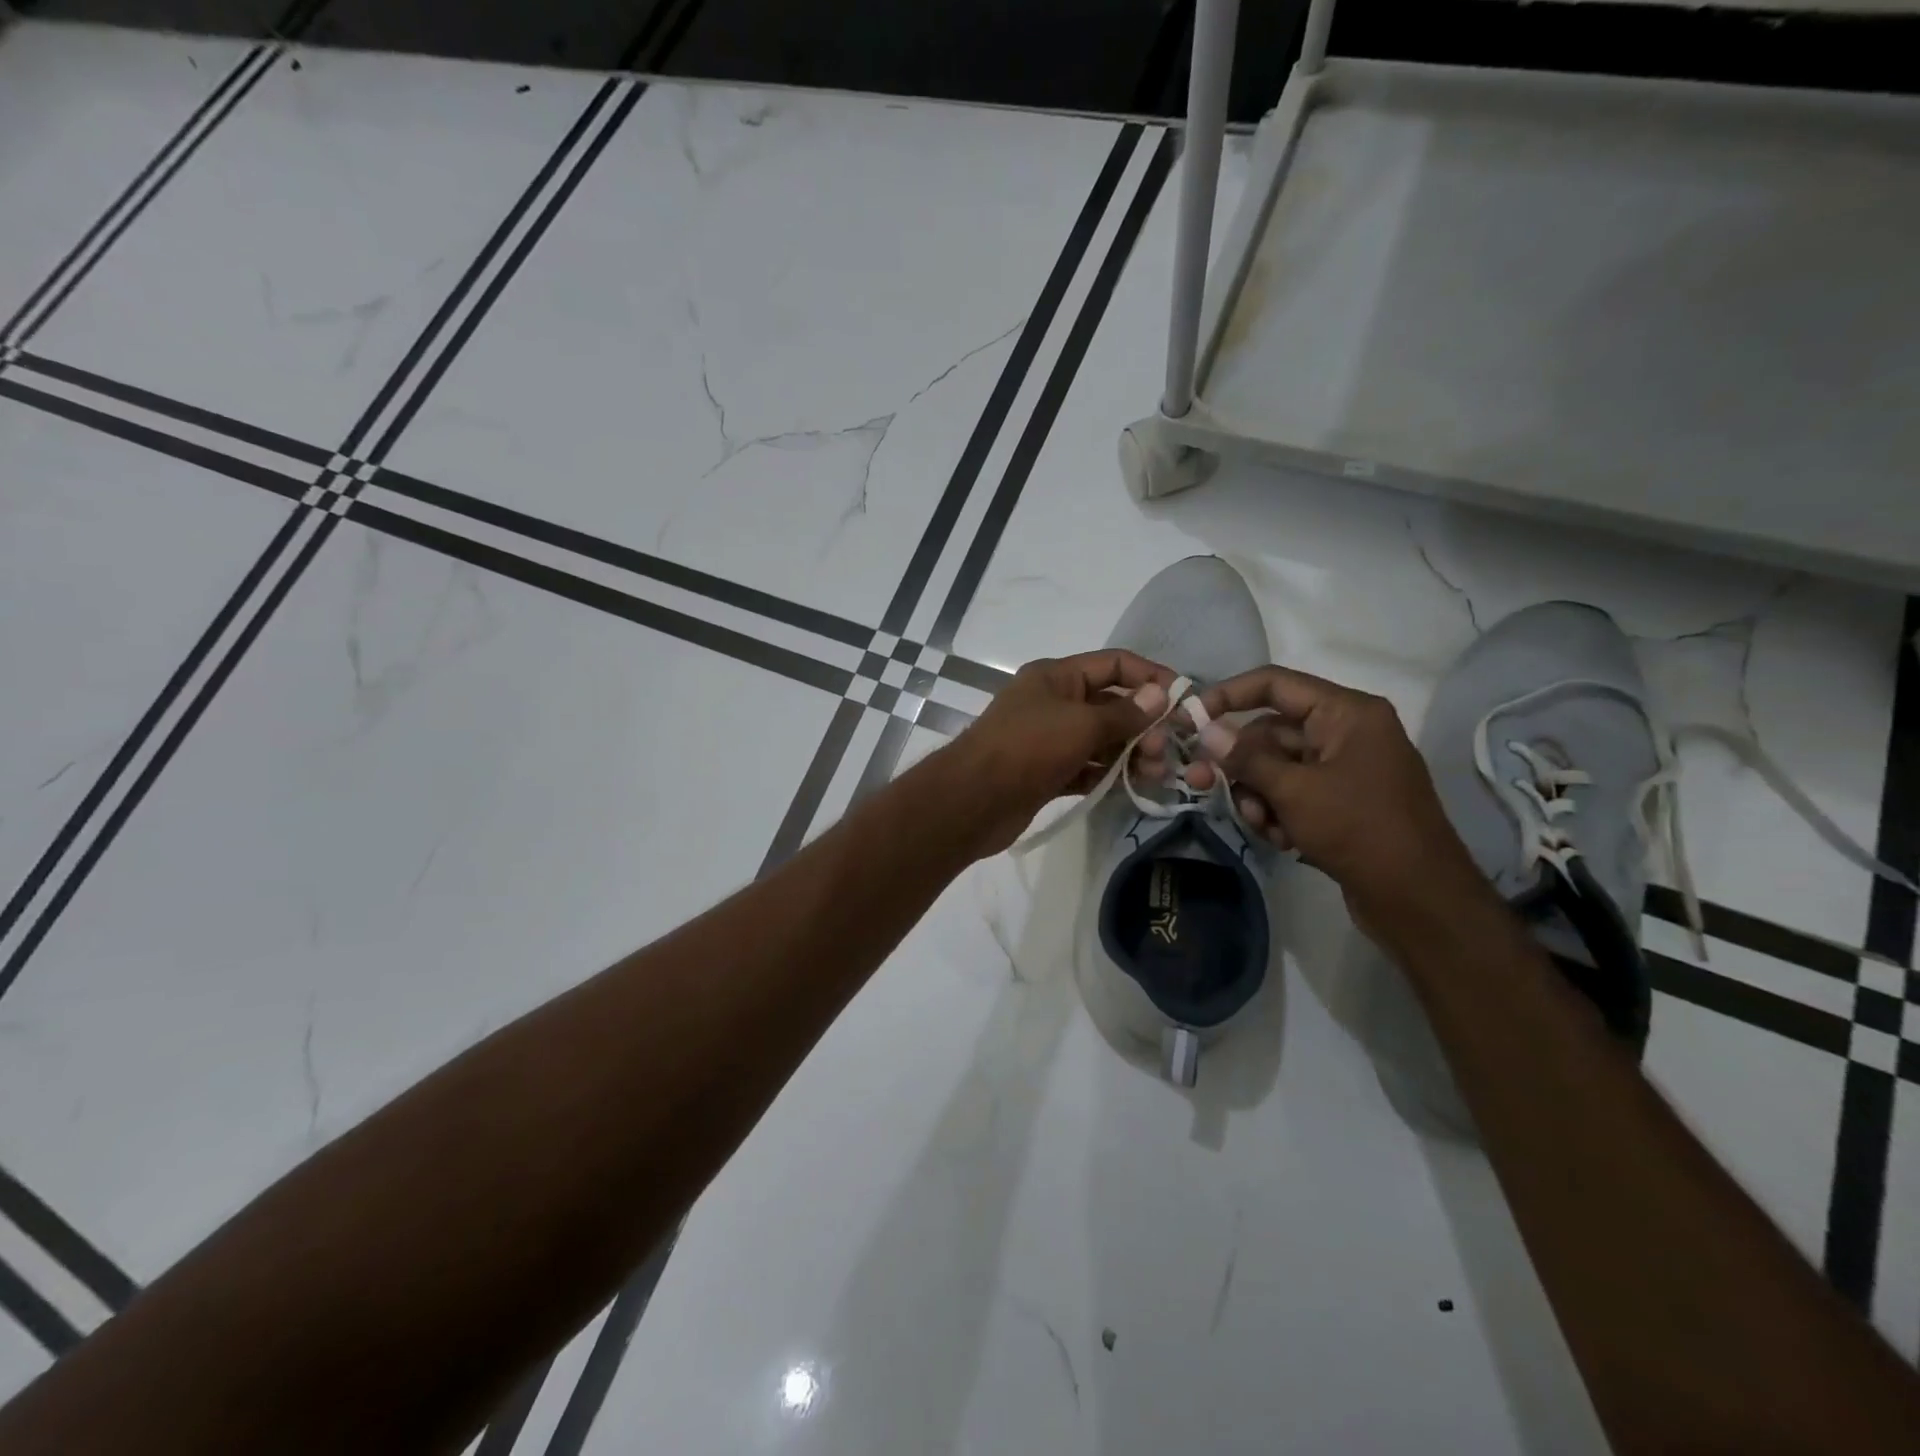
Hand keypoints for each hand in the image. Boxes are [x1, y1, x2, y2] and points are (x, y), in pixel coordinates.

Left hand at [950, 649, 1176, 855]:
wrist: (974, 800)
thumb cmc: (1028, 748)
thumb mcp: (1080, 724)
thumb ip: (1124, 714)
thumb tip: (1160, 695)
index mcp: (1056, 677)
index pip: (1113, 664)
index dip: (1149, 676)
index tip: (1183, 699)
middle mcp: (1053, 702)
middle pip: (1110, 704)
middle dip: (1143, 724)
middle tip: (1166, 751)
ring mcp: (1049, 739)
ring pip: (1100, 740)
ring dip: (1130, 753)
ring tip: (1156, 773)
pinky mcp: (1047, 772)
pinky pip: (1086, 767)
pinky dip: (1108, 774)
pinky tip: (1132, 786)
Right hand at [1173, 665, 1479, 915]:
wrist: (1419, 899)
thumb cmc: (1359, 829)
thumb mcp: (1294, 790)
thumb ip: (1246, 757)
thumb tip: (1205, 731)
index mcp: (1346, 713)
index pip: (1274, 684)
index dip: (1227, 695)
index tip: (1188, 718)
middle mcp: (1346, 732)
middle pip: (1270, 731)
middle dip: (1240, 764)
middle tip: (1200, 783)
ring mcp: (1344, 768)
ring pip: (1276, 766)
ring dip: (1257, 794)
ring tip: (1262, 825)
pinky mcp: (1341, 801)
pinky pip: (1293, 792)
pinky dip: (1278, 812)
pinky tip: (1282, 840)